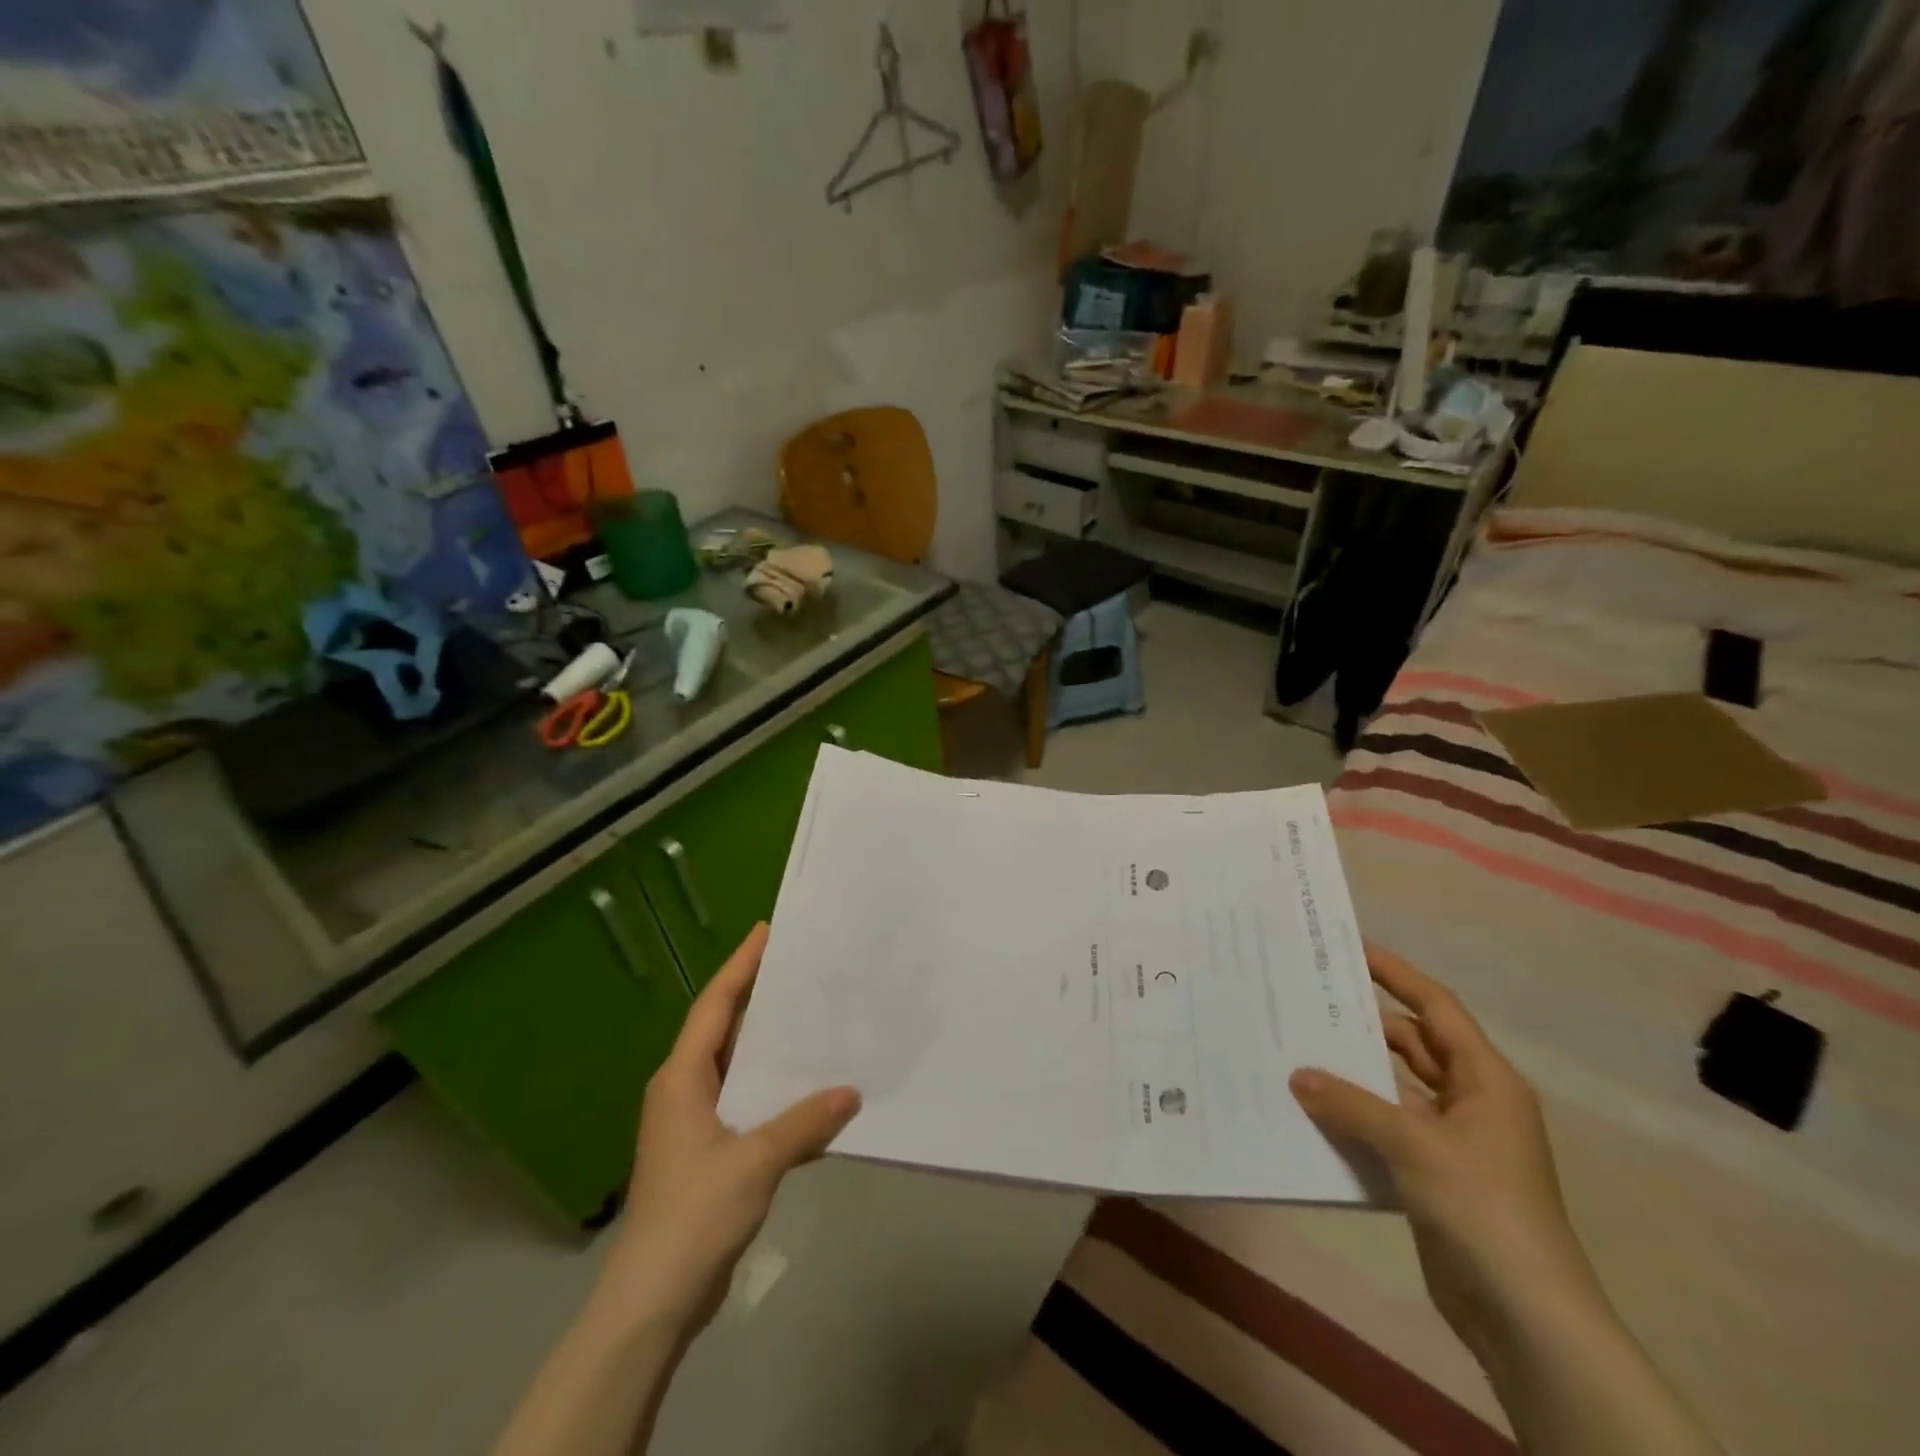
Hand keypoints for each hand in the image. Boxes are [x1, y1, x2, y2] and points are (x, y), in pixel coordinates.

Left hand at [595, 924, 859, 1335]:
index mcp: (682, 1078)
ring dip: (769, 1044)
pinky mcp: (708, 1152)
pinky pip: (745, 1100)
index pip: (715, 1005)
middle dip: (757, 996)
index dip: (741, 966)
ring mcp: (693, 1123)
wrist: (653, 1299)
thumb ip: (804, 1122)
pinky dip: (773, 1087)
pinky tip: (807, 1091)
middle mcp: (684, 1090)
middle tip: (799, 967)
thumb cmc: (694, 1213)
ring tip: (811, 1017)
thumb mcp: (755, 1161)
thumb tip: (851, 1091)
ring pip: (736, 1065)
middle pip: (724, 1028)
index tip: (766, 931)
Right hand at [1290, 945, 1599, 1356]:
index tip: (1350, 948)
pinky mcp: (1432, 1174)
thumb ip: (1351, 1104)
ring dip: (1353, 1073)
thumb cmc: (1483, 1208)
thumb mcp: (1414, 1146)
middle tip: (1307, 999)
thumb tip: (1297, 1074)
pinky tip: (1310, 1109)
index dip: (1396, 974)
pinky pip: (1385, 1127)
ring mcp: (1452, 1139)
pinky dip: (1353, 1116)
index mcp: (1486, 1080)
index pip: (1435, 1008)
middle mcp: (1471, 1100)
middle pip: (1411, 1043)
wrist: (1526, 1317)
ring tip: (1296, 1048)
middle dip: (1363, 1023)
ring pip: (1394, 1087)